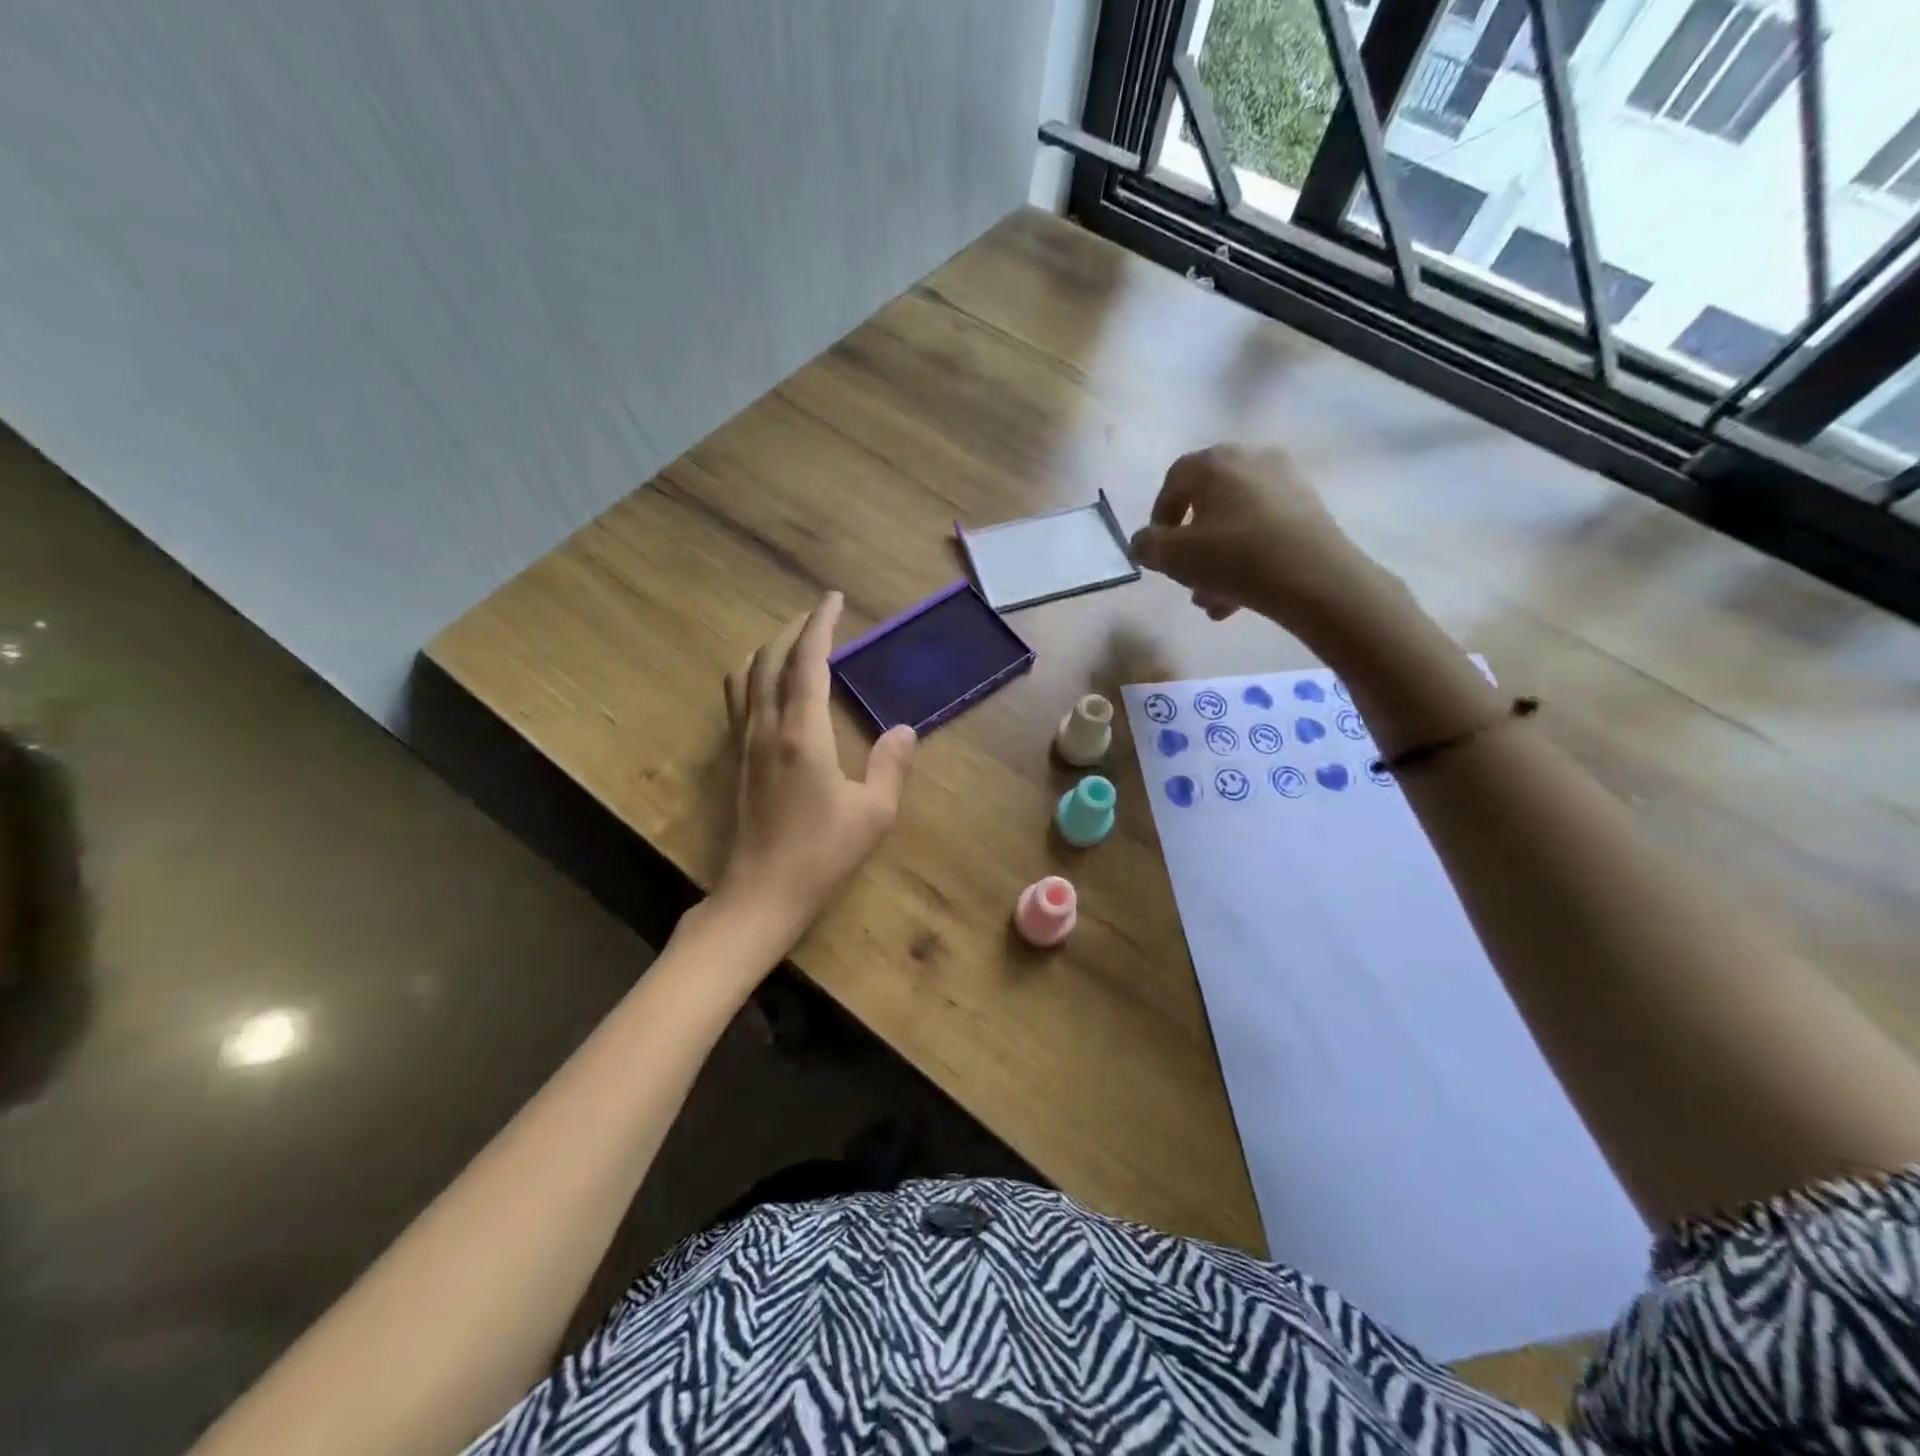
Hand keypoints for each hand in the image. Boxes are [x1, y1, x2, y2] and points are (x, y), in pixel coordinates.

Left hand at [719, 592, 916, 945]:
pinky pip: (737, 701)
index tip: (832, 599)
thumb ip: (891, 765)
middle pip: (770, 658)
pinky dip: (753, 677)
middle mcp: (766, 727)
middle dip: (793, 629)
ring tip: (792, 646)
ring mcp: (744, 743)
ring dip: (768, 650)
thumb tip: (903, 730)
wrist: (761, 894)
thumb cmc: (822, 854)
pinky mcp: (734, 761)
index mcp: (802, 732)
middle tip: (818, 617)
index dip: (820, 624)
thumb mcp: (874, 813)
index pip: (808, 661)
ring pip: (745, 676)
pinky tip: (768, 689)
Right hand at [1129, 445, 1391, 638]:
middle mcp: (1251, 460)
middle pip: (1208, 502)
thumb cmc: (1234, 558)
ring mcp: (1286, 483)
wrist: (1315, 578)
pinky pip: (1263, 531)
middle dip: (1191, 545)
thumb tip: (1142, 542)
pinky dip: (1246, 558)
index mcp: (1216, 463)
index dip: (1159, 515)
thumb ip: (1148, 546)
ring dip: (1216, 560)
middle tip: (1185, 577)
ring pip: (1235, 522)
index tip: (1157, 549)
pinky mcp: (1309, 510)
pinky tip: (1238, 598)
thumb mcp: (1174, 557)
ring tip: (1210, 600)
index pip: (1175, 479)